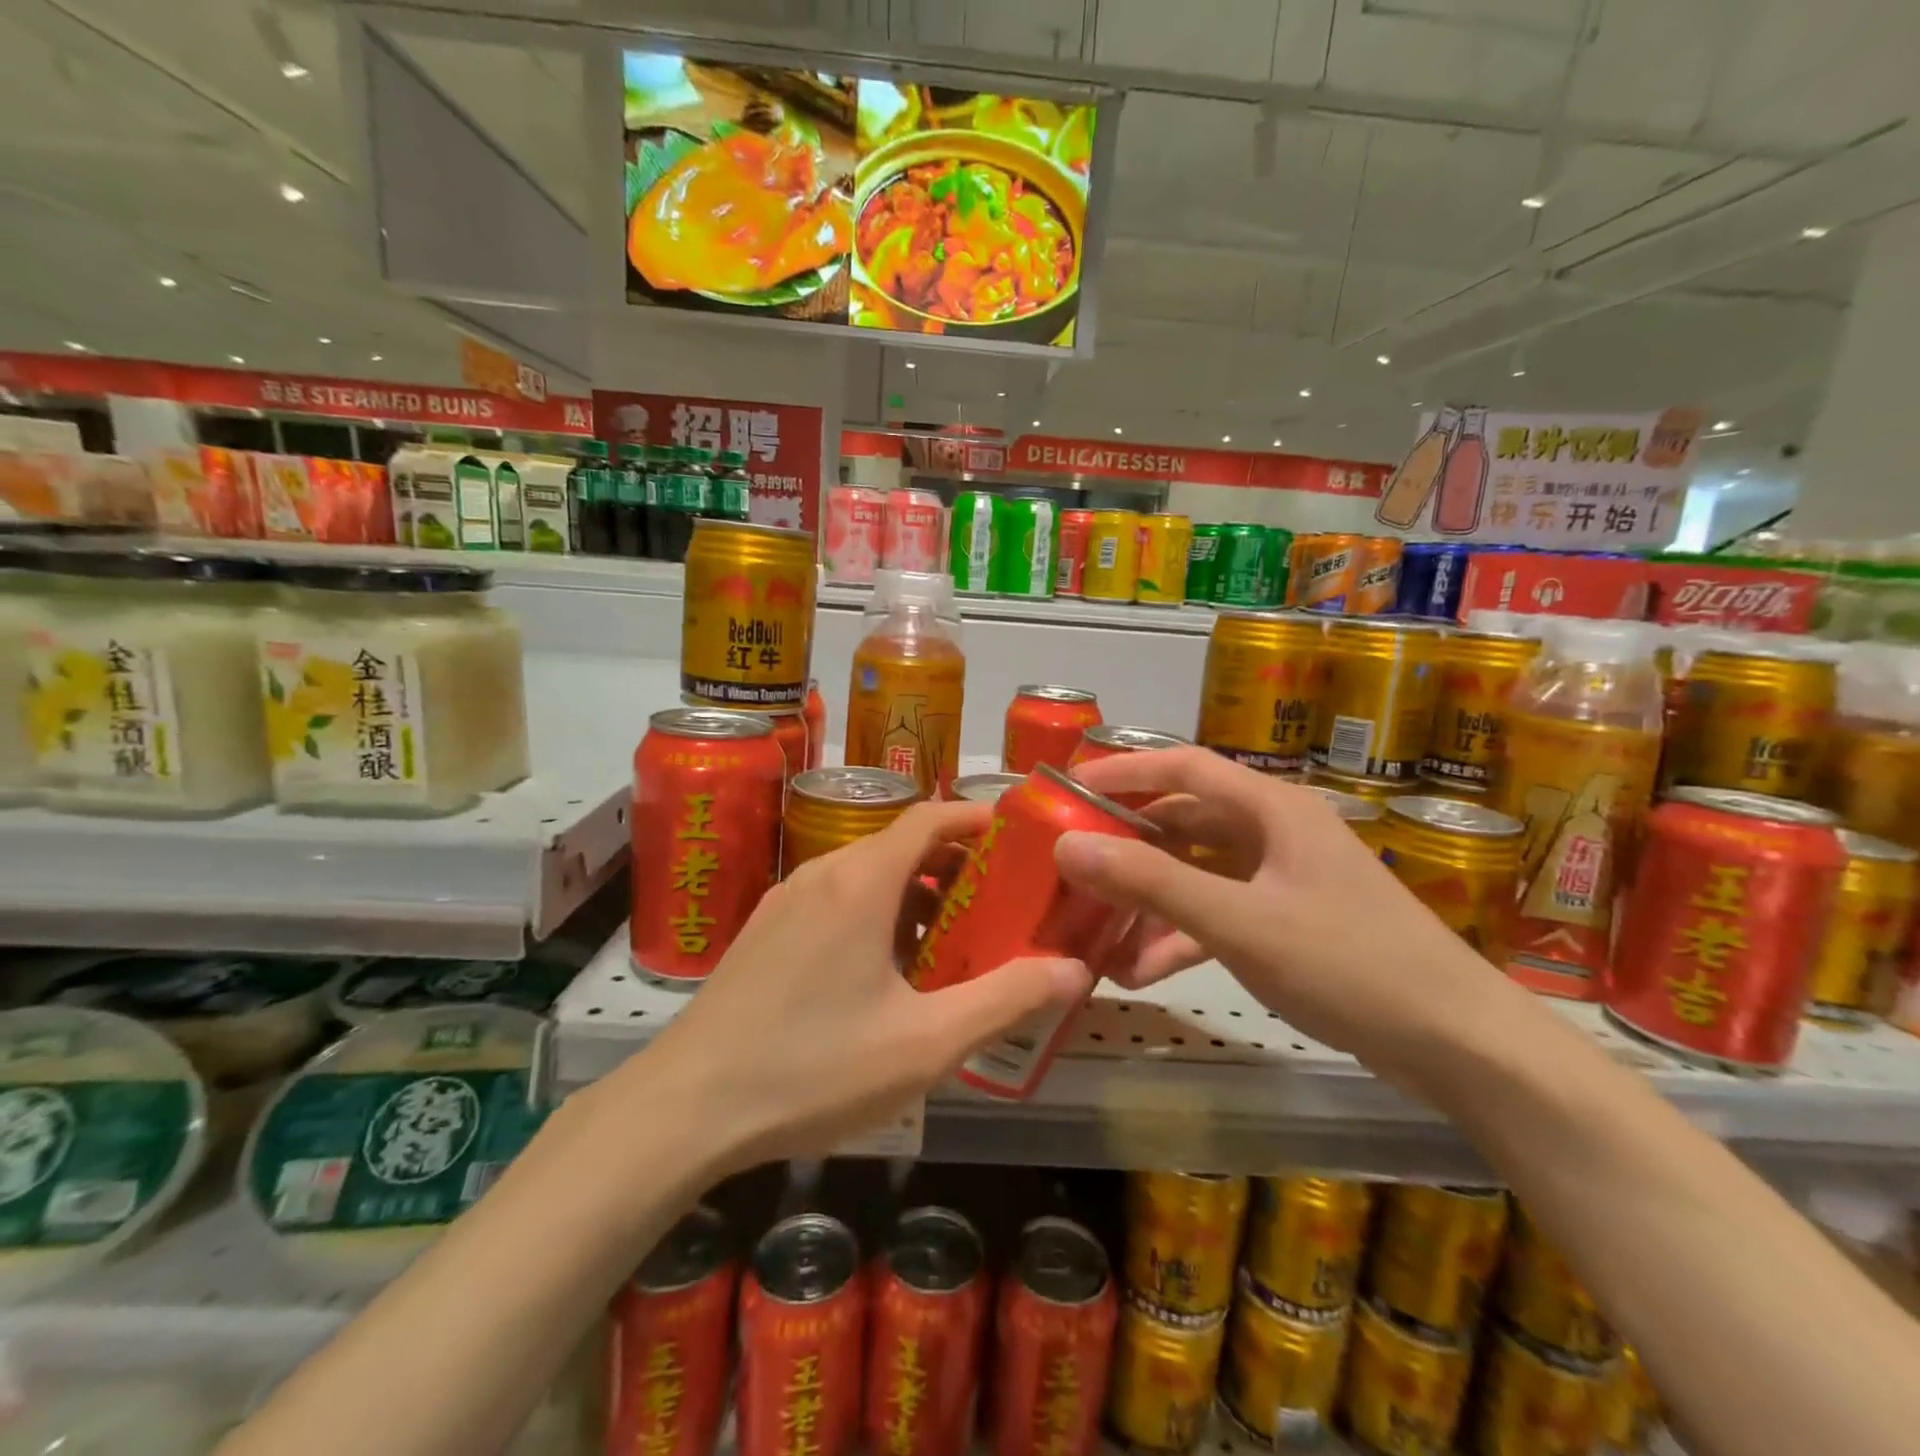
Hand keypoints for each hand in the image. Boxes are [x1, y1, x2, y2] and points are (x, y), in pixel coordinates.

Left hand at [634, 800, 1090, 1169]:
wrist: (684, 1108)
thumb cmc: (813, 1068)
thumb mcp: (925, 1043)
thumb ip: (1005, 1000)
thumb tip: (1075, 969)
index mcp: (862, 881)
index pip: (930, 816)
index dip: (977, 818)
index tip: (1018, 839)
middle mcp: (822, 873)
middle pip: (901, 845)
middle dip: (955, 867)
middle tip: (998, 907)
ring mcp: (786, 901)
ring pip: (867, 876)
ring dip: (915, 896)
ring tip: (950, 946)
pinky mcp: (765, 931)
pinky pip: (835, 901)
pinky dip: (875, 915)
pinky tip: (885, 976)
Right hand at [1055, 748, 1518, 1078]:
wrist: (1459, 1045)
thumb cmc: (1349, 965)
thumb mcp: (1240, 923)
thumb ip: (1152, 883)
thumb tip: (1068, 846)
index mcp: (1272, 808)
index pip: (1183, 766)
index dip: (1122, 770)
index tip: (1066, 787)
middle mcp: (1275, 831)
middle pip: (1184, 820)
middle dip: (1126, 844)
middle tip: (1071, 864)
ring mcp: (1282, 878)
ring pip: (1196, 872)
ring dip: (1149, 899)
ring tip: (1096, 931)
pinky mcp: (1287, 921)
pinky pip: (1218, 912)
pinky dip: (1180, 933)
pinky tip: (1143, 969)